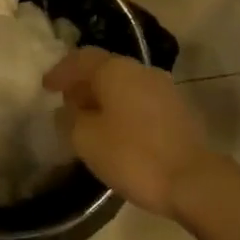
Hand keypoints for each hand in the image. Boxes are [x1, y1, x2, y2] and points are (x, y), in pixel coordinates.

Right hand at [44, 50, 215, 218]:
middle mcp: (141, 70)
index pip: (81, 59)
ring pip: (124, 85)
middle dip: (83, 84)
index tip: (46, 88)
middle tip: (66, 104)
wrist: (194, 180)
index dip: (61, 72)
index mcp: (116, 70)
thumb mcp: (87, 140)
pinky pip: (140, 100)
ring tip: (89, 120)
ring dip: (104, 98)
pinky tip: (116, 131)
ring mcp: (164, 88)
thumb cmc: (133, 155)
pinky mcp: (178, 110)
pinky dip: (122, 109)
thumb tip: (67, 110)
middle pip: (105, 69)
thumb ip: (70, 120)